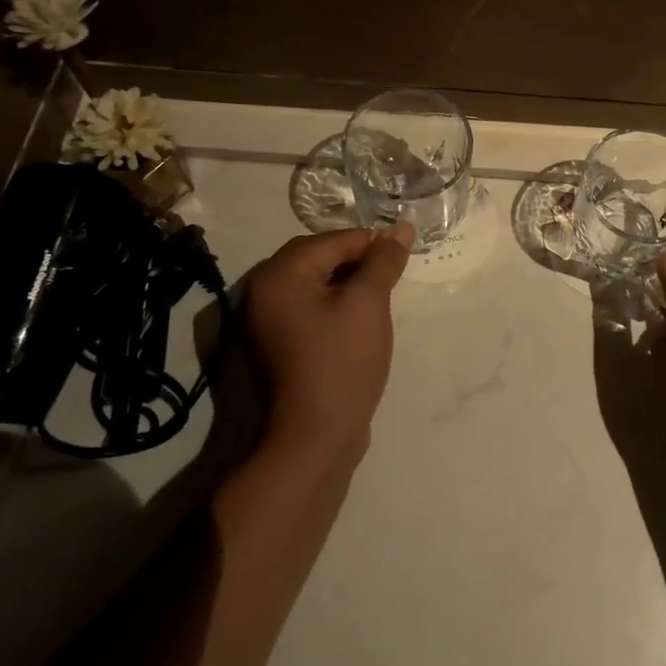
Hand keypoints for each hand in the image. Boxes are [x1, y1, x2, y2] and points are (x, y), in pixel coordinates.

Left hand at [241, 222, 413, 464]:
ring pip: (314, 283)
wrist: (313, 438)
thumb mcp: (368, 303)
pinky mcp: (276, 345)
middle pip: (318, 257)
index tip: (403, 257)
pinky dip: (334, 305)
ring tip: (378, 300)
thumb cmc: (341, 361)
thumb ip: (383, 260)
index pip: (333, 240)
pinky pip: (308, 308)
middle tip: (391, 278)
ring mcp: (265, 321)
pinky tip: (359, 321)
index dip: (372, 244)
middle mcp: (262, 291)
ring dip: (347, 284)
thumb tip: (401, 227)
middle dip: (357, 262)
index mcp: (279, 274)